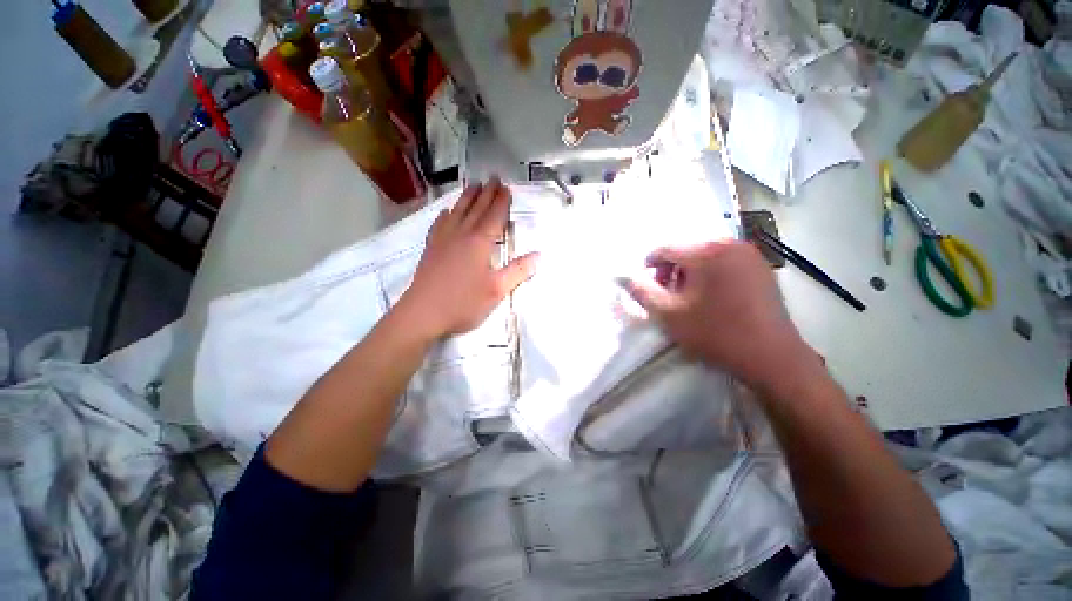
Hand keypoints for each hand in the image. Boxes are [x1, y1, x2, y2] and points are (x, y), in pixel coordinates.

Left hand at [399, 178, 537, 338]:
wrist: (423, 312)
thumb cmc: (464, 302)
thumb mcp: (497, 290)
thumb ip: (518, 271)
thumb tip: (538, 255)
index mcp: (479, 242)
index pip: (494, 216)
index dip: (501, 201)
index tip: (506, 187)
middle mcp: (461, 234)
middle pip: (476, 208)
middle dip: (486, 193)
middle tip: (493, 178)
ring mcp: (443, 240)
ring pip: (457, 212)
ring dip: (467, 197)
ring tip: (473, 185)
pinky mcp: (431, 248)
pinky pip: (439, 224)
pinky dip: (445, 215)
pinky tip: (446, 212)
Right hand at [621, 241, 820, 395]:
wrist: (771, 357)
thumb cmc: (715, 333)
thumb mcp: (668, 314)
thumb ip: (642, 291)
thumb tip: (626, 276)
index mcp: (707, 251)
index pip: (665, 249)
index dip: (649, 266)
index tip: (644, 285)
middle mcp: (731, 244)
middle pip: (686, 251)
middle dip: (670, 271)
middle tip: (666, 295)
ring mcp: (751, 255)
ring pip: (706, 257)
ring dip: (690, 274)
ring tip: (688, 299)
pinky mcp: (763, 269)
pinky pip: (726, 264)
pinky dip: (711, 275)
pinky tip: (712, 299)